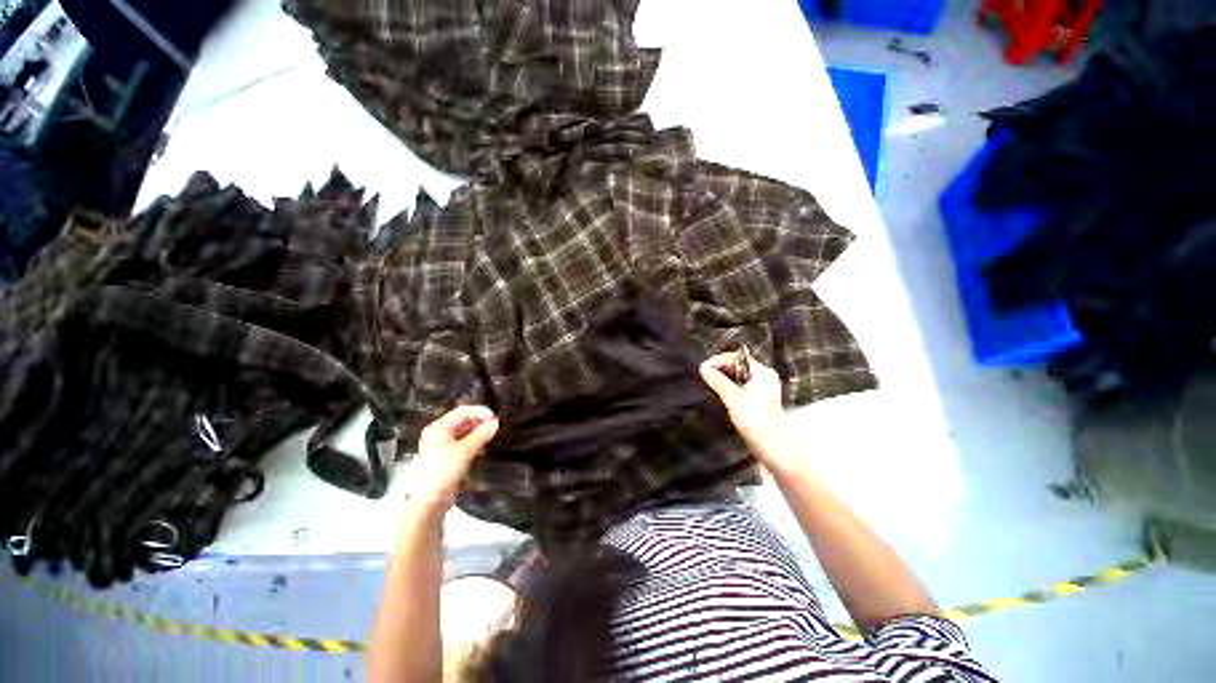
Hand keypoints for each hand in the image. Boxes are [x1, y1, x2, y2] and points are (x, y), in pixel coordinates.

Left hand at [411, 406, 498, 506]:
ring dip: (478, 433)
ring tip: (490, 436)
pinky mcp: (447, 457)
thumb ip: (481, 435)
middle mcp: (439, 434)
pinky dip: (474, 443)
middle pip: (463, 421)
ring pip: (464, 432)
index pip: (462, 411)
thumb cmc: (443, 472)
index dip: (479, 411)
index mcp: (438, 428)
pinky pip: (463, 443)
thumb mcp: (465, 451)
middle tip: (494, 426)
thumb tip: (495, 423)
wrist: (430, 501)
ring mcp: (442, 446)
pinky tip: (482, 448)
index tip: (494, 416)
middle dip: (479, 422)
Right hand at [699, 352, 794, 468]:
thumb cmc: (756, 421)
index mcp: (762, 372)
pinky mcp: (758, 400)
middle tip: (705, 375)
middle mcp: (764, 377)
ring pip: (738, 376)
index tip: (703, 368)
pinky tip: (720, 393)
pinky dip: (729, 387)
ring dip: (723, 378)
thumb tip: (703, 368)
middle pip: (738, 365)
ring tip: (710, 383)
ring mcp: (762, 389)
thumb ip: (718, 381)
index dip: (718, 361)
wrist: (773, 447)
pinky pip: (740, 386)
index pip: (737, 357)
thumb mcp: (733, 398)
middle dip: (720, 368)